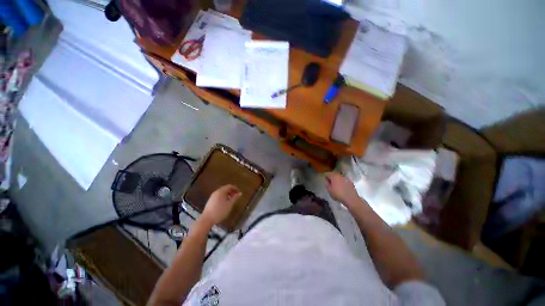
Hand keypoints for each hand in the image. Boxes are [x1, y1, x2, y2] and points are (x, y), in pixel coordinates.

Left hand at [201, 185, 241, 225]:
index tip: (239, 193)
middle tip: (236, 196)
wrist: (207, 219)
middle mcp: (216, 192)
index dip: (235, 188)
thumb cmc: (220, 211)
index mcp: (221, 191)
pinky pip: (219, 196)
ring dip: (228, 194)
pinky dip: (223, 197)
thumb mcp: (230, 204)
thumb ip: (235, 198)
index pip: (229, 186)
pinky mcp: (210, 201)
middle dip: (232, 191)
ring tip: (231, 200)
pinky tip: (225, 203)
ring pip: (222, 192)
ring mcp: (212, 196)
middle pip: (225, 188)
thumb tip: (240, 193)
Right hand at [325, 172, 360, 205]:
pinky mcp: (350, 181)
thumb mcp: (329, 190)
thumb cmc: (338, 194)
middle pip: (334, 174)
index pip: (327, 174)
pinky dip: (342, 182)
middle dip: (331, 178)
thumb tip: (326, 180)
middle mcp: (340, 175)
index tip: (326, 182)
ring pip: (339, 177)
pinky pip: (344, 180)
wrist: (351, 199)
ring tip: (336, 186)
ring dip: (337, 180)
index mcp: (334, 176)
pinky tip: (342, 187)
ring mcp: (346, 178)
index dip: (326, 178)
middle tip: (330, 184)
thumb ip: (326, 183)